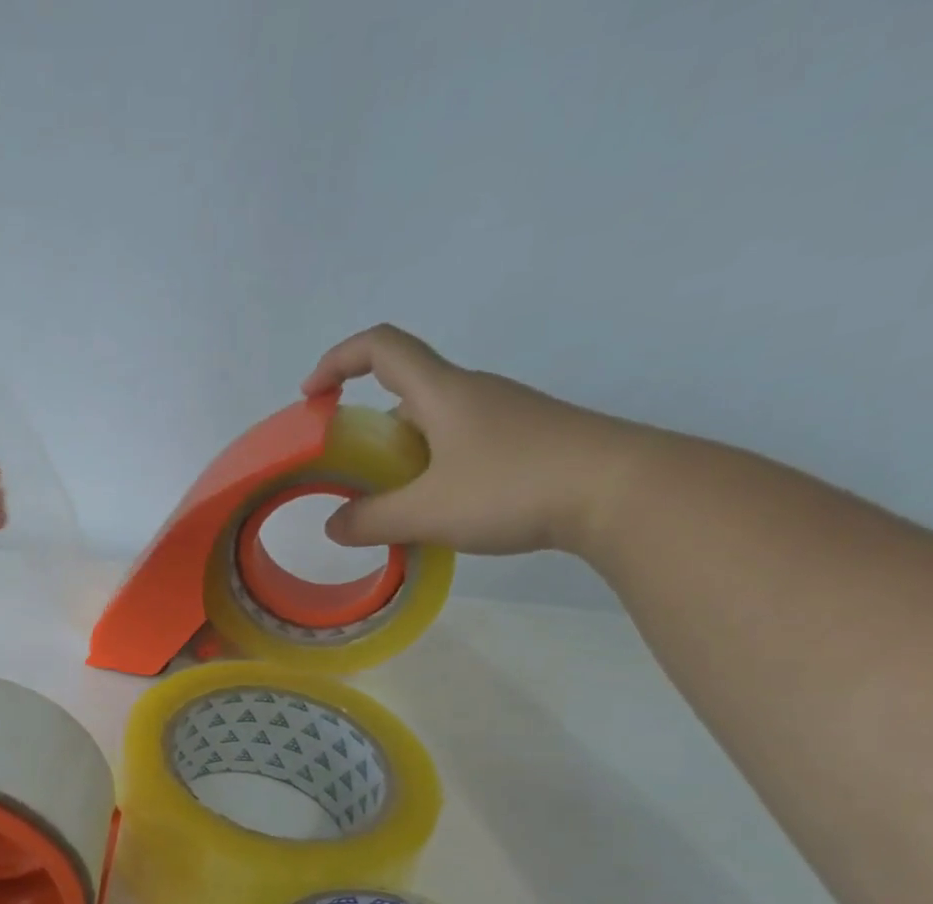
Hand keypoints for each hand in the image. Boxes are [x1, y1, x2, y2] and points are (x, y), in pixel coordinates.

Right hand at [303, 325, 664, 557]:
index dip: (338, 361)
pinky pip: (461, 445)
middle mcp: (471, 393)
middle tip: (353, 477)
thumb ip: (371, 520)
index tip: (312, 396)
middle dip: (368, 430)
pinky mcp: (525, 441)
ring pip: (434, 425)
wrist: (620, 491)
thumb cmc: (512, 487)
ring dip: (402, 457)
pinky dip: (434, 470)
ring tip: (394, 508)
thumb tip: (334, 526)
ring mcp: (503, 416)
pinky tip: (440, 512)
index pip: (381, 348)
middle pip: (404, 393)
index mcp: (442, 392)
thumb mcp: (427, 511)